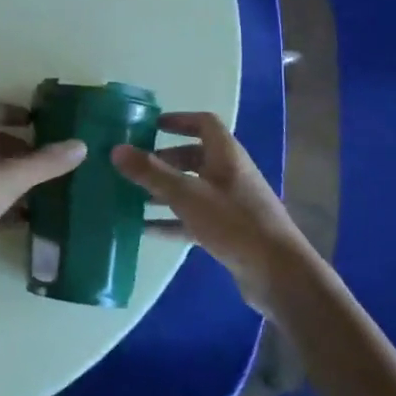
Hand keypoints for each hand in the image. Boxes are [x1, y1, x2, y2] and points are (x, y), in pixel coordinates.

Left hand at [0, 101, 85, 280]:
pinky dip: (0, 205)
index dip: (10, 111)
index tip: (34, 121)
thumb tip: (80, 145)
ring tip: (38, 190)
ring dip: (9, 177)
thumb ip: (46, 163)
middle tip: (42, 159)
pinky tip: (22, 220)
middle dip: (16, 148)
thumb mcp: (10, 177)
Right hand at [112, 112, 317, 312]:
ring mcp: (231, 204)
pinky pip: (195, 217)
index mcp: (226, 154)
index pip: (203, 123)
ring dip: (165, 191)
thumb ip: (151, 173)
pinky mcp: (229, 232)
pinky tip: (146, 230)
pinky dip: (172, 220)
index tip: (151, 125)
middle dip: (164, 159)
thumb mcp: (186, 195)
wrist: (279, 275)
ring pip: (192, 189)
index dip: (178, 120)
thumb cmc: (234, 223)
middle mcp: (230, 173)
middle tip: (135, 165)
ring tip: (132, 197)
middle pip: (195, 157)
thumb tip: (116, 149)